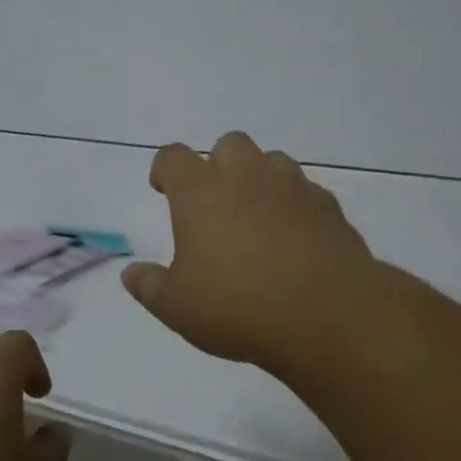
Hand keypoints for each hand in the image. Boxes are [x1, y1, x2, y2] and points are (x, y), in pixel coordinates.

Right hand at [123, 131, 380, 377]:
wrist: (327, 315)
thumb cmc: (238, 307)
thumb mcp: (177, 307)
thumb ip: (149, 286)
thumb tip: (131, 273)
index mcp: (201, 192)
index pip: (173, 157)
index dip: (164, 169)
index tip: (163, 189)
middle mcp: (246, 177)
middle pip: (228, 144)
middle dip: (217, 164)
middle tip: (214, 202)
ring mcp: (292, 187)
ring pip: (272, 160)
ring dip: (259, 178)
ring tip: (256, 216)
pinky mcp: (328, 207)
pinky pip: (306, 190)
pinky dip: (294, 204)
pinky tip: (294, 237)